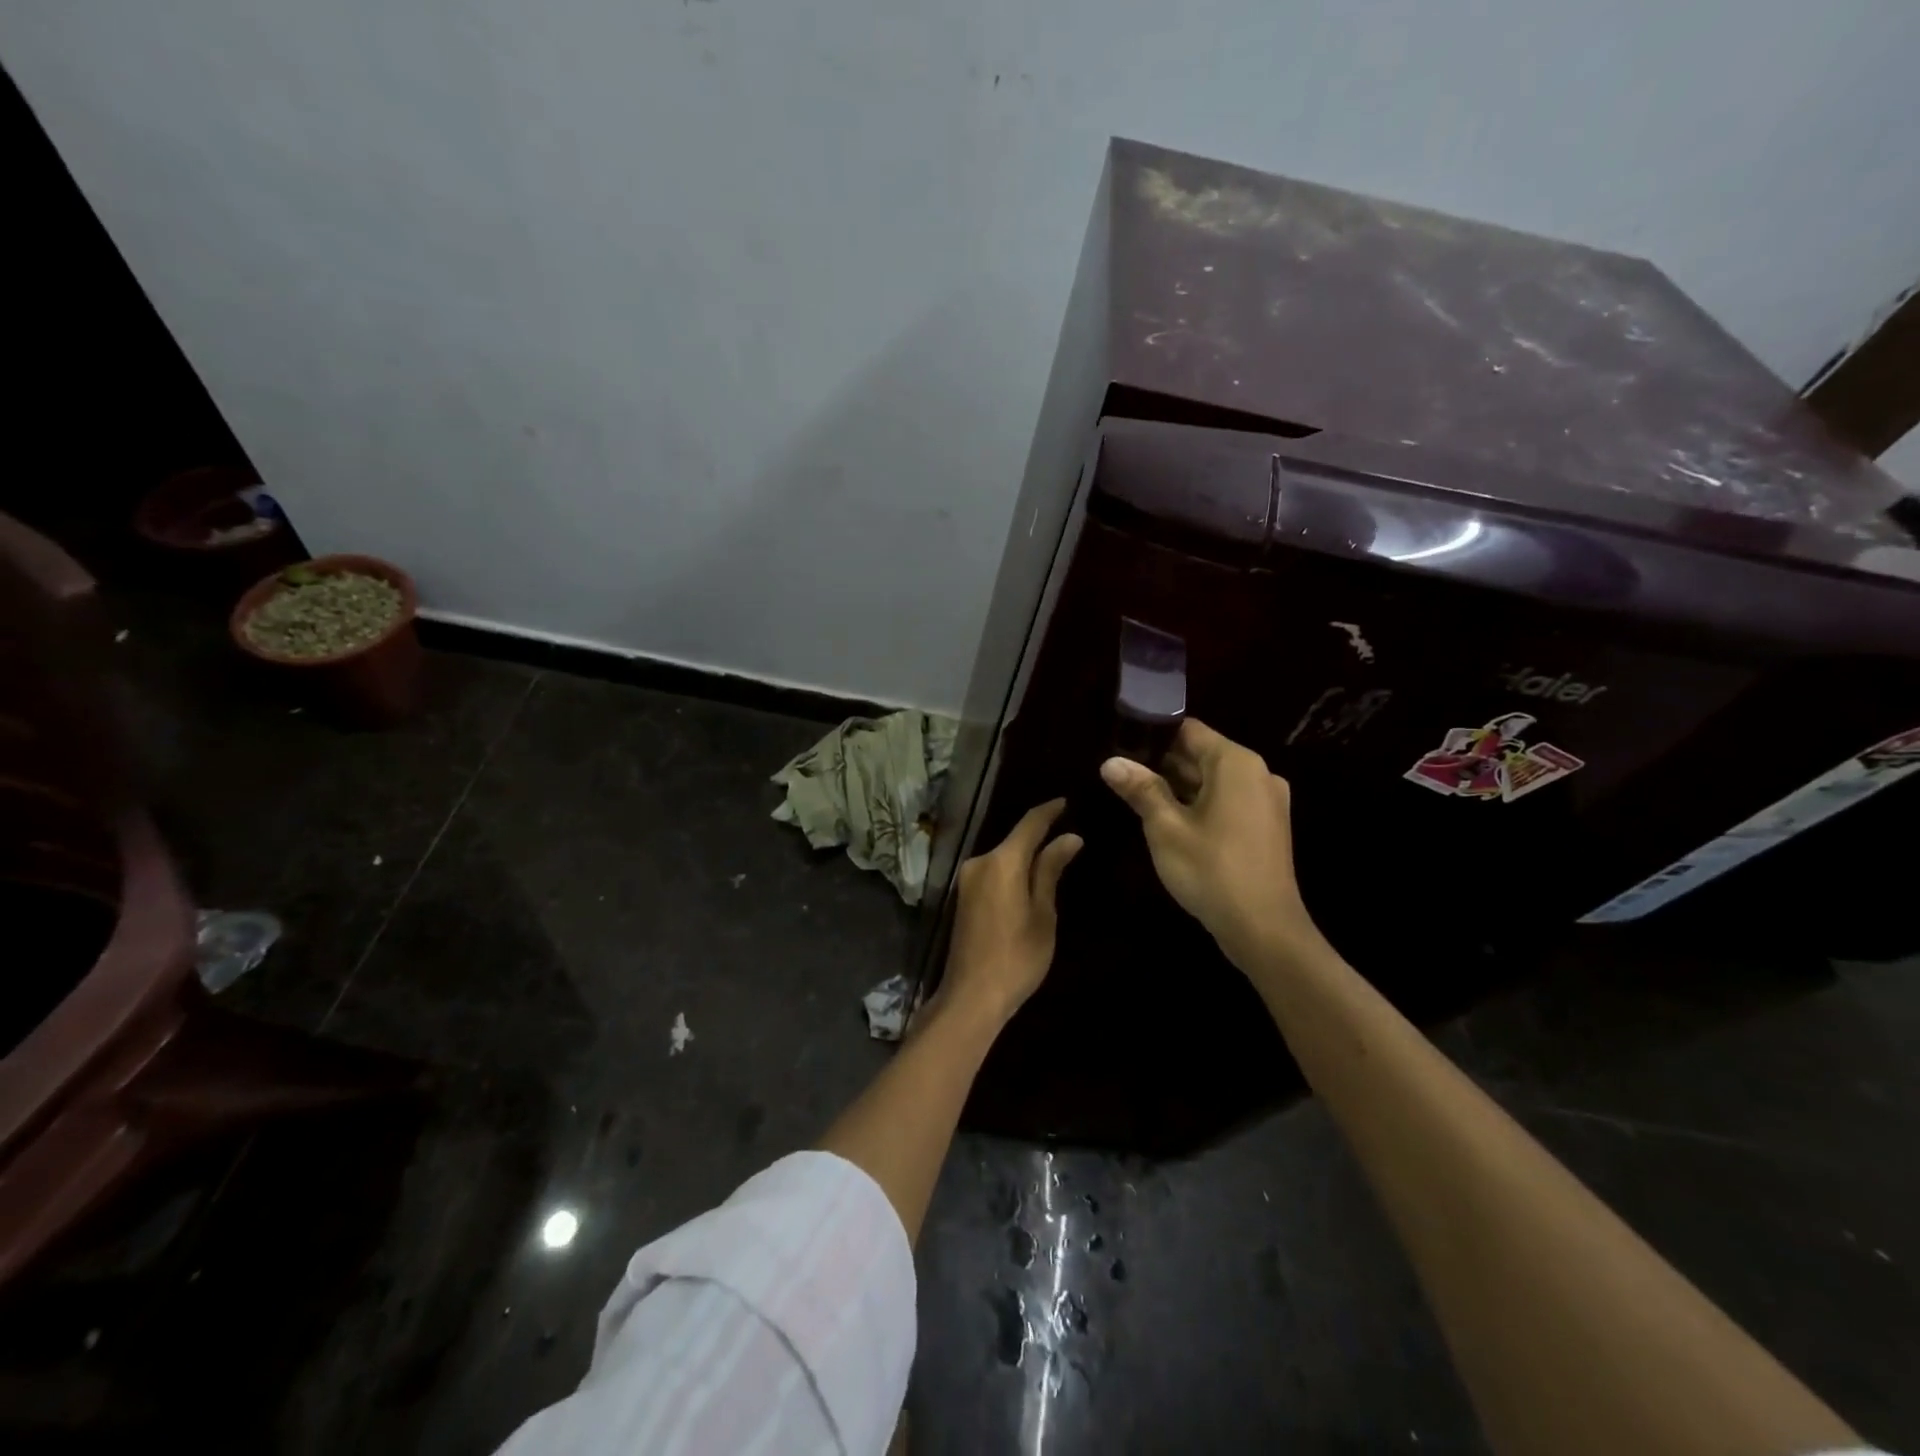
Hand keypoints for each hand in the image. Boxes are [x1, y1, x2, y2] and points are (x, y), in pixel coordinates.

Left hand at [937, 799, 1082, 1025]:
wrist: (972, 995)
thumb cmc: (1017, 956)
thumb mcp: (1043, 913)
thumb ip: (1050, 870)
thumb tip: (1069, 837)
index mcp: (1001, 861)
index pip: (1030, 824)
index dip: (1049, 811)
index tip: (1067, 801)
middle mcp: (979, 861)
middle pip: (1014, 840)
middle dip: (1039, 835)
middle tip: (1068, 832)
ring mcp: (968, 879)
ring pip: (1003, 856)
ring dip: (1025, 855)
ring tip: (1055, 854)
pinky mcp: (964, 896)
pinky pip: (993, 871)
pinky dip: (1012, 870)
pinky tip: (1030, 878)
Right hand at [1100, 719, 1321, 971]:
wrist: (1264, 929)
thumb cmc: (1211, 870)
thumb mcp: (1166, 828)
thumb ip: (1140, 789)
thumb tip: (1110, 762)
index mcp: (1236, 764)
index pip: (1188, 730)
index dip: (1152, 733)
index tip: (1120, 742)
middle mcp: (1257, 774)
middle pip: (1201, 754)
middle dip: (1161, 762)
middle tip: (1121, 771)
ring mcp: (1265, 802)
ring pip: (1213, 780)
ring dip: (1178, 785)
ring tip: (1136, 793)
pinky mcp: (1265, 827)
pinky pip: (1226, 801)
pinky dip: (1198, 803)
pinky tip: (1168, 819)